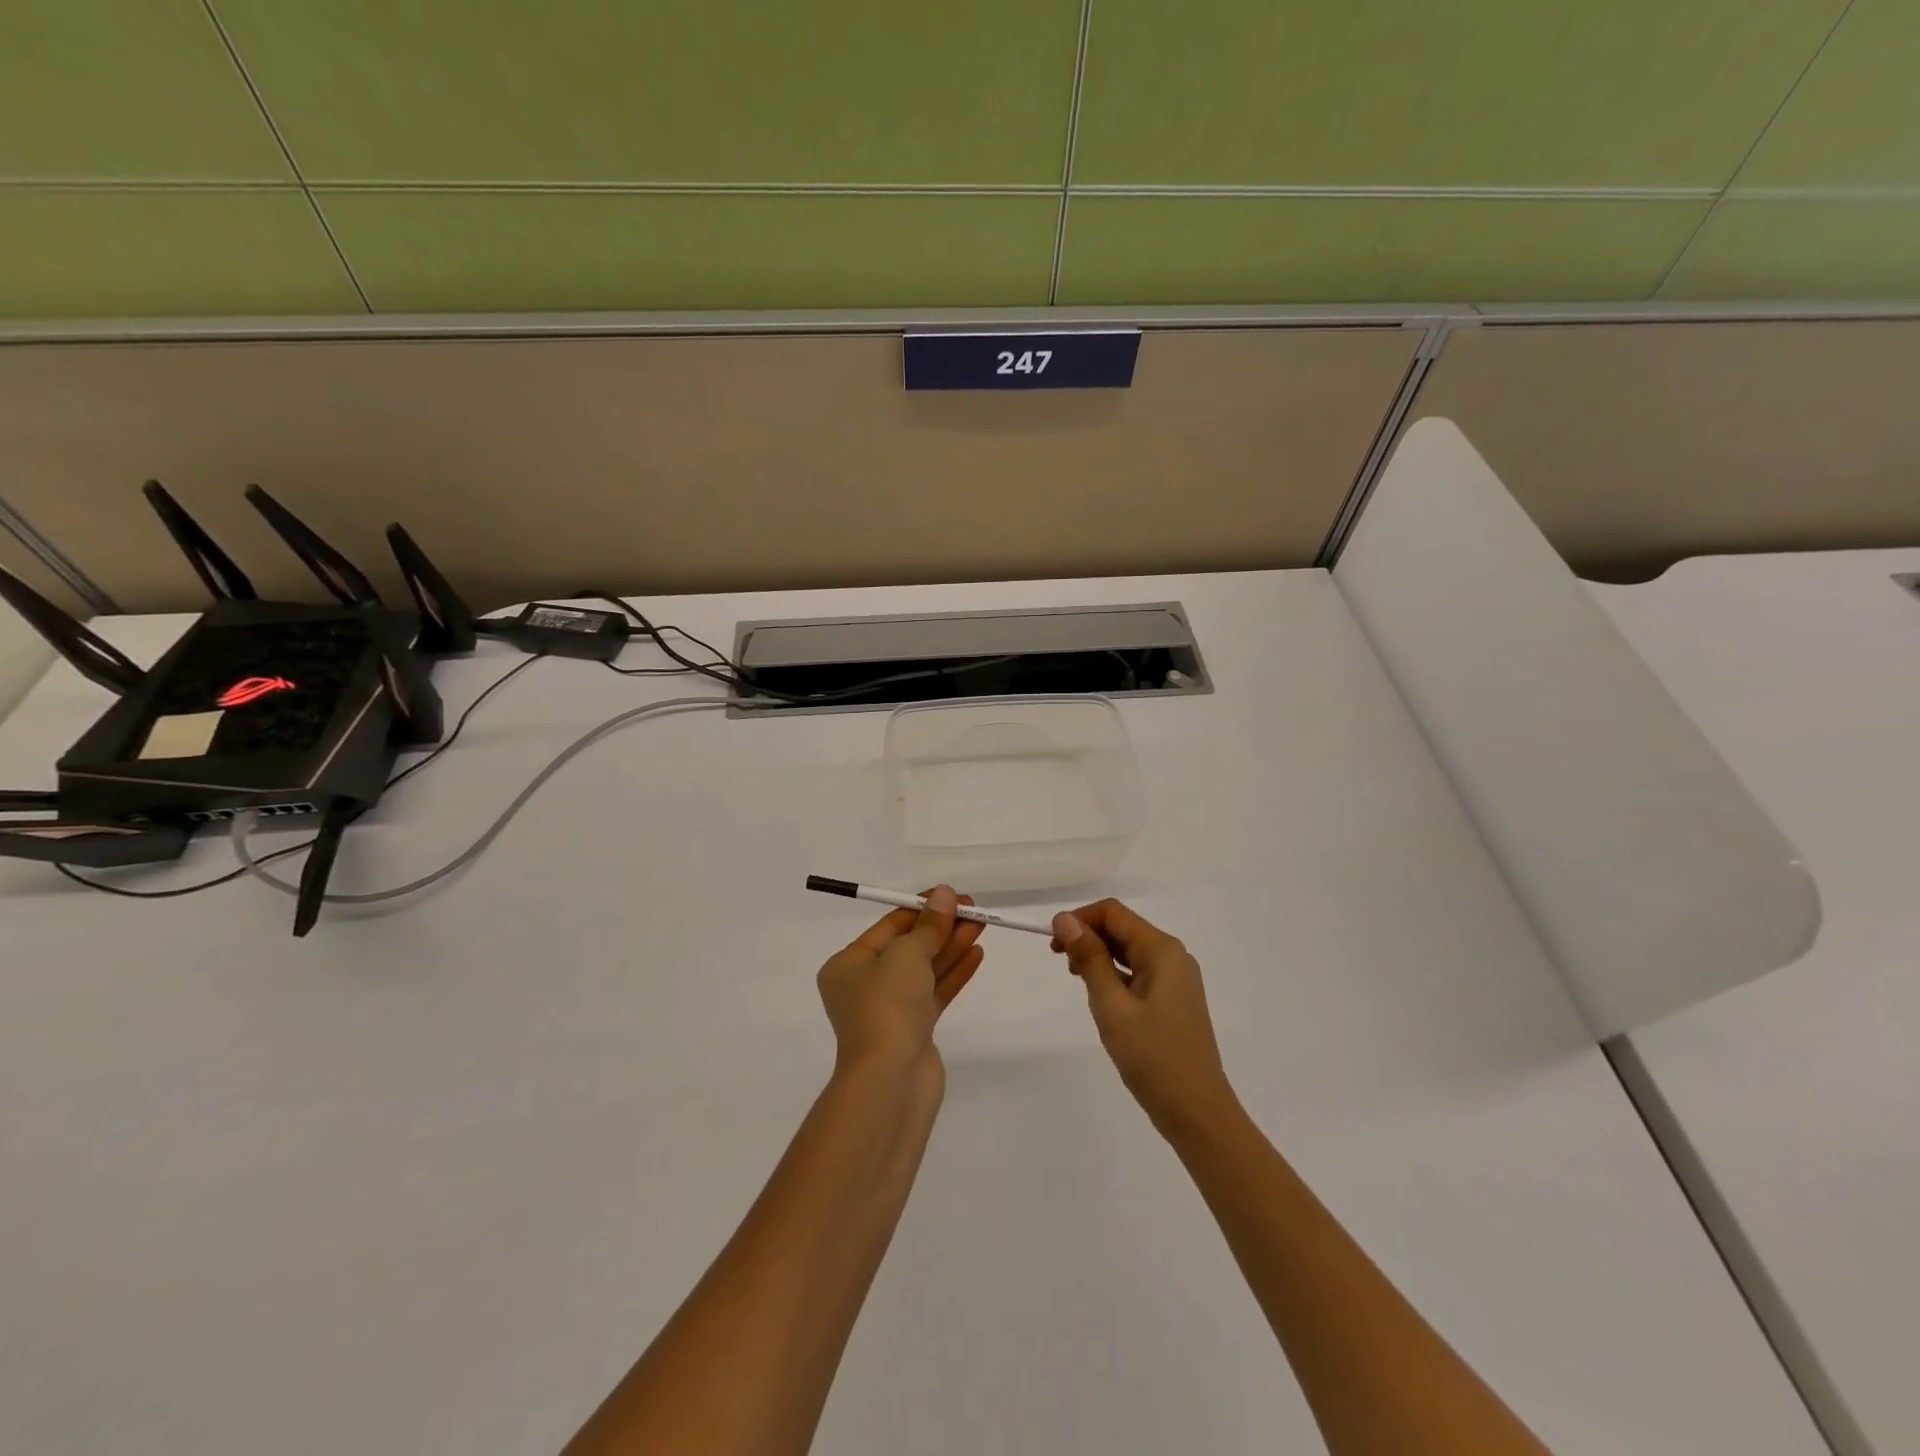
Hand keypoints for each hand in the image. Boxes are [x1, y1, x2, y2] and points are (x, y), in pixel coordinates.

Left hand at [817, 886, 983, 1086]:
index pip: (889, 927)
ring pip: (925, 970)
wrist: (890, 1080)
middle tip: (974, 909)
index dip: (922, 908)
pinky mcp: (914, 1030)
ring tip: (981, 926)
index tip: (952, 895)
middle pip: (909, 947)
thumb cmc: (887, 1006)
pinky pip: (935, 992)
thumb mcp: (907, 954)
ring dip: (952, 947)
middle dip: (941, 927)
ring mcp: (890, 1010)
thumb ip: (930, 925)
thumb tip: (944, 894)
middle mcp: (865, 985)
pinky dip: (954, 973)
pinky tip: (977, 954)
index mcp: (849, 964)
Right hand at [1052, 899, 1238, 1138]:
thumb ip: (1089, 959)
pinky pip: (1138, 972)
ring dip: (1099, 955)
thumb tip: (1065, 920)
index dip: (1080, 919)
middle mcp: (1173, 957)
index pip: (1113, 913)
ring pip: (1129, 951)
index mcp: (1162, 951)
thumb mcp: (1112, 1006)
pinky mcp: (1173, 1001)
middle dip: (1088, 936)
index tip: (1052, 942)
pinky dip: (1114, 974)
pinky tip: (1101, 996)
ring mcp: (1176, 980)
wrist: (1196, 1113)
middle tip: (1059, 960)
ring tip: (1076, 978)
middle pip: (1123, 928)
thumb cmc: (1152, 1057)